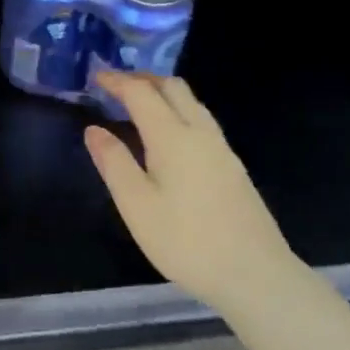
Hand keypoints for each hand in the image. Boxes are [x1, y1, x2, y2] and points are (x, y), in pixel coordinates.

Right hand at [83, 72, 291, 314]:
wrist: (255, 274)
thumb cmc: (187, 241)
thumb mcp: (137, 206)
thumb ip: (114, 162)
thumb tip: (94, 129)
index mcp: (172, 136)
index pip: (141, 93)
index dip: (117, 80)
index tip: (95, 75)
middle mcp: (200, 132)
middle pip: (172, 87)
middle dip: (142, 79)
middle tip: (116, 86)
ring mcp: (221, 148)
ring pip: (191, 102)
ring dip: (163, 93)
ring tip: (138, 105)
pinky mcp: (233, 165)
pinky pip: (201, 120)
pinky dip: (178, 111)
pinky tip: (168, 135)